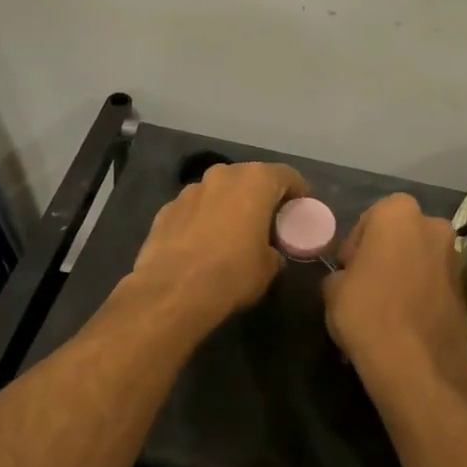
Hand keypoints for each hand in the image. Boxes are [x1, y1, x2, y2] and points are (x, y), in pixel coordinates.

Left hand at [124, 161, 307, 337]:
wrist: (173, 291)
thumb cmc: (232, 273)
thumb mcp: (269, 268)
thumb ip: (274, 251)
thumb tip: (269, 253)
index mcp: (254, 181)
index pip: (286, 175)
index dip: (298, 192)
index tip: (300, 210)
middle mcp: (221, 175)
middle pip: (249, 178)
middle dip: (260, 196)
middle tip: (267, 221)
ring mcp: (189, 190)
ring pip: (218, 191)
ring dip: (228, 206)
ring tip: (232, 233)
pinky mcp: (166, 209)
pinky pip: (194, 209)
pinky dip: (202, 219)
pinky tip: (202, 244)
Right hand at [323, 193, 466, 389]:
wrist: (417, 364)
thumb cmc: (366, 313)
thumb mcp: (332, 289)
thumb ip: (342, 272)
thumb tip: (350, 277)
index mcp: (398, 214)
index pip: (372, 217)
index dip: (357, 243)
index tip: (349, 269)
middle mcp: (434, 226)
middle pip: (403, 234)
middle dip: (387, 252)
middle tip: (369, 282)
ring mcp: (457, 258)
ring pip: (423, 257)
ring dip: (408, 271)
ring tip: (390, 304)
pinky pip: (438, 282)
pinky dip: (425, 292)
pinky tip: (409, 318)